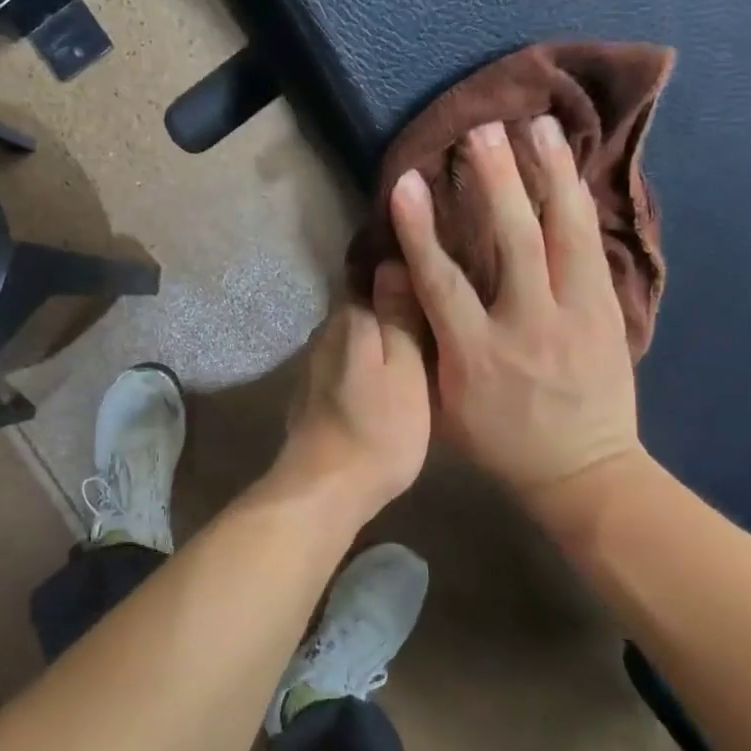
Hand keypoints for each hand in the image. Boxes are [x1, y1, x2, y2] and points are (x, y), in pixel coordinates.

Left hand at [268, 272, 431, 524]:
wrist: (324, 490)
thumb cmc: (378, 430)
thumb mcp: (404, 370)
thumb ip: (398, 316)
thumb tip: (393, 260)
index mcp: (349, 319)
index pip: (372, 273)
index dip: (402, 266)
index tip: (432, 263)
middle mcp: (326, 333)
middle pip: (364, 304)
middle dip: (393, 300)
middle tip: (436, 301)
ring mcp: (316, 364)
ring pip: (356, 334)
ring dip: (381, 331)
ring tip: (420, 333)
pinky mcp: (315, 392)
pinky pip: (348, 359)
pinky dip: (367, 358)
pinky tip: (388, 369)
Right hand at [390, 116, 640, 507]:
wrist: (583, 472)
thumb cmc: (500, 444)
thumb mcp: (446, 408)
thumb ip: (426, 347)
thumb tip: (404, 287)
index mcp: (477, 355)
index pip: (442, 281)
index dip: (421, 229)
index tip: (407, 184)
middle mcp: (527, 325)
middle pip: (512, 241)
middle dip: (496, 180)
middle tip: (483, 130)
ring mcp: (576, 316)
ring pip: (565, 233)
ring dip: (551, 175)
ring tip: (541, 126)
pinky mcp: (609, 313)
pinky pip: (595, 249)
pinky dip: (581, 205)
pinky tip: (573, 172)